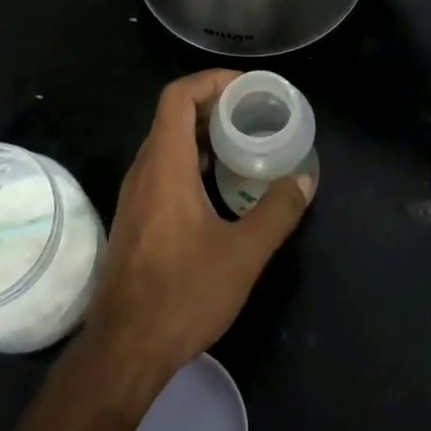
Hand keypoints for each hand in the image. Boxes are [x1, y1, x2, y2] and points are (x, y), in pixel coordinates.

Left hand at [86, 71, 313, 381]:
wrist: (125, 349)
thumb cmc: (182, 294)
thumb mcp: (243, 253)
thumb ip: (277, 211)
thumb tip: (305, 177)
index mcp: (165, 164)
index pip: (178, 96)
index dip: (212, 81)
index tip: (248, 88)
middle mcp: (144, 170)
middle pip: (173, 115)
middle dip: (214, 104)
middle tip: (255, 112)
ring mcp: (136, 194)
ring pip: (167, 142)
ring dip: (203, 132)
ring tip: (244, 141)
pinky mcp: (136, 216)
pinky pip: (164, 167)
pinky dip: (192, 159)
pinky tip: (220, 183)